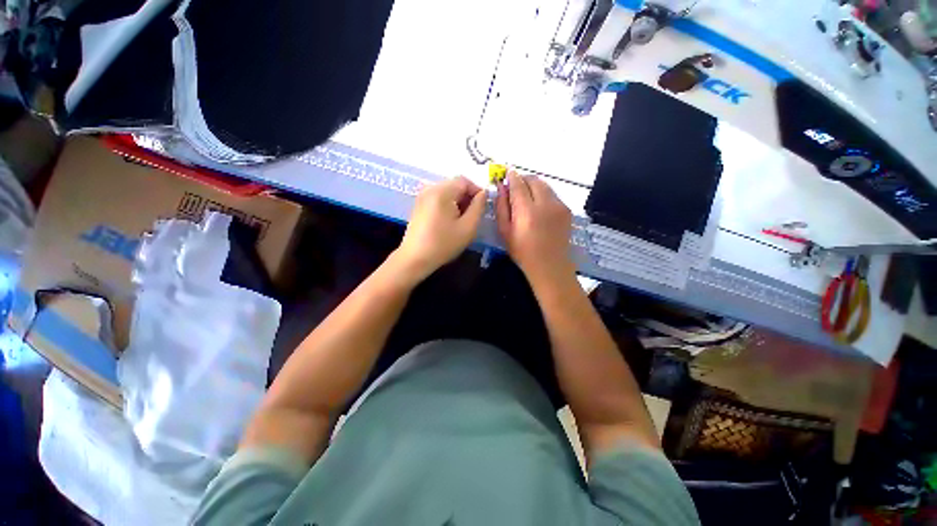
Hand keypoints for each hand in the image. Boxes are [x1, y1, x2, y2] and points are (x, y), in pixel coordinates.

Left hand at [393, 176, 486, 282]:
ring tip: (461, 221)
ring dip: (458, 202)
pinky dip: (447, 205)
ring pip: (447, 192)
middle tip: (472, 217)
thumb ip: (478, 207)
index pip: (465, 181)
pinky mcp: (419, 205)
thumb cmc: (443, 244)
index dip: (477, 191)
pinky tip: (449, 222)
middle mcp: (430, 188)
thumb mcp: (468, 227)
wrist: (415, 259)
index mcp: (442, 191)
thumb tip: (483, 193)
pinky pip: (438, 198)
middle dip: (467, 198)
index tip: (482, 208)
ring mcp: (422, 196)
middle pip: (455, 185)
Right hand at [495, 171, 574, 286]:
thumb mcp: (505, 231)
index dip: (511, 177)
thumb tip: (501, 187)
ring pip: (545, 186)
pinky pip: (553, 195)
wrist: (549, 265)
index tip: (506, 173)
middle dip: (523, 179)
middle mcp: (545, 204)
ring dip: (534, 186)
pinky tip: (539, 208)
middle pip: (533, 180)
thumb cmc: (522, 251)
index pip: (518, 184)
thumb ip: (501, 207)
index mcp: (526, 211)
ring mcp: (558, 206)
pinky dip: (543, 195)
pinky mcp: (566, 210)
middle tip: (516, 187)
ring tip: (527, 197)